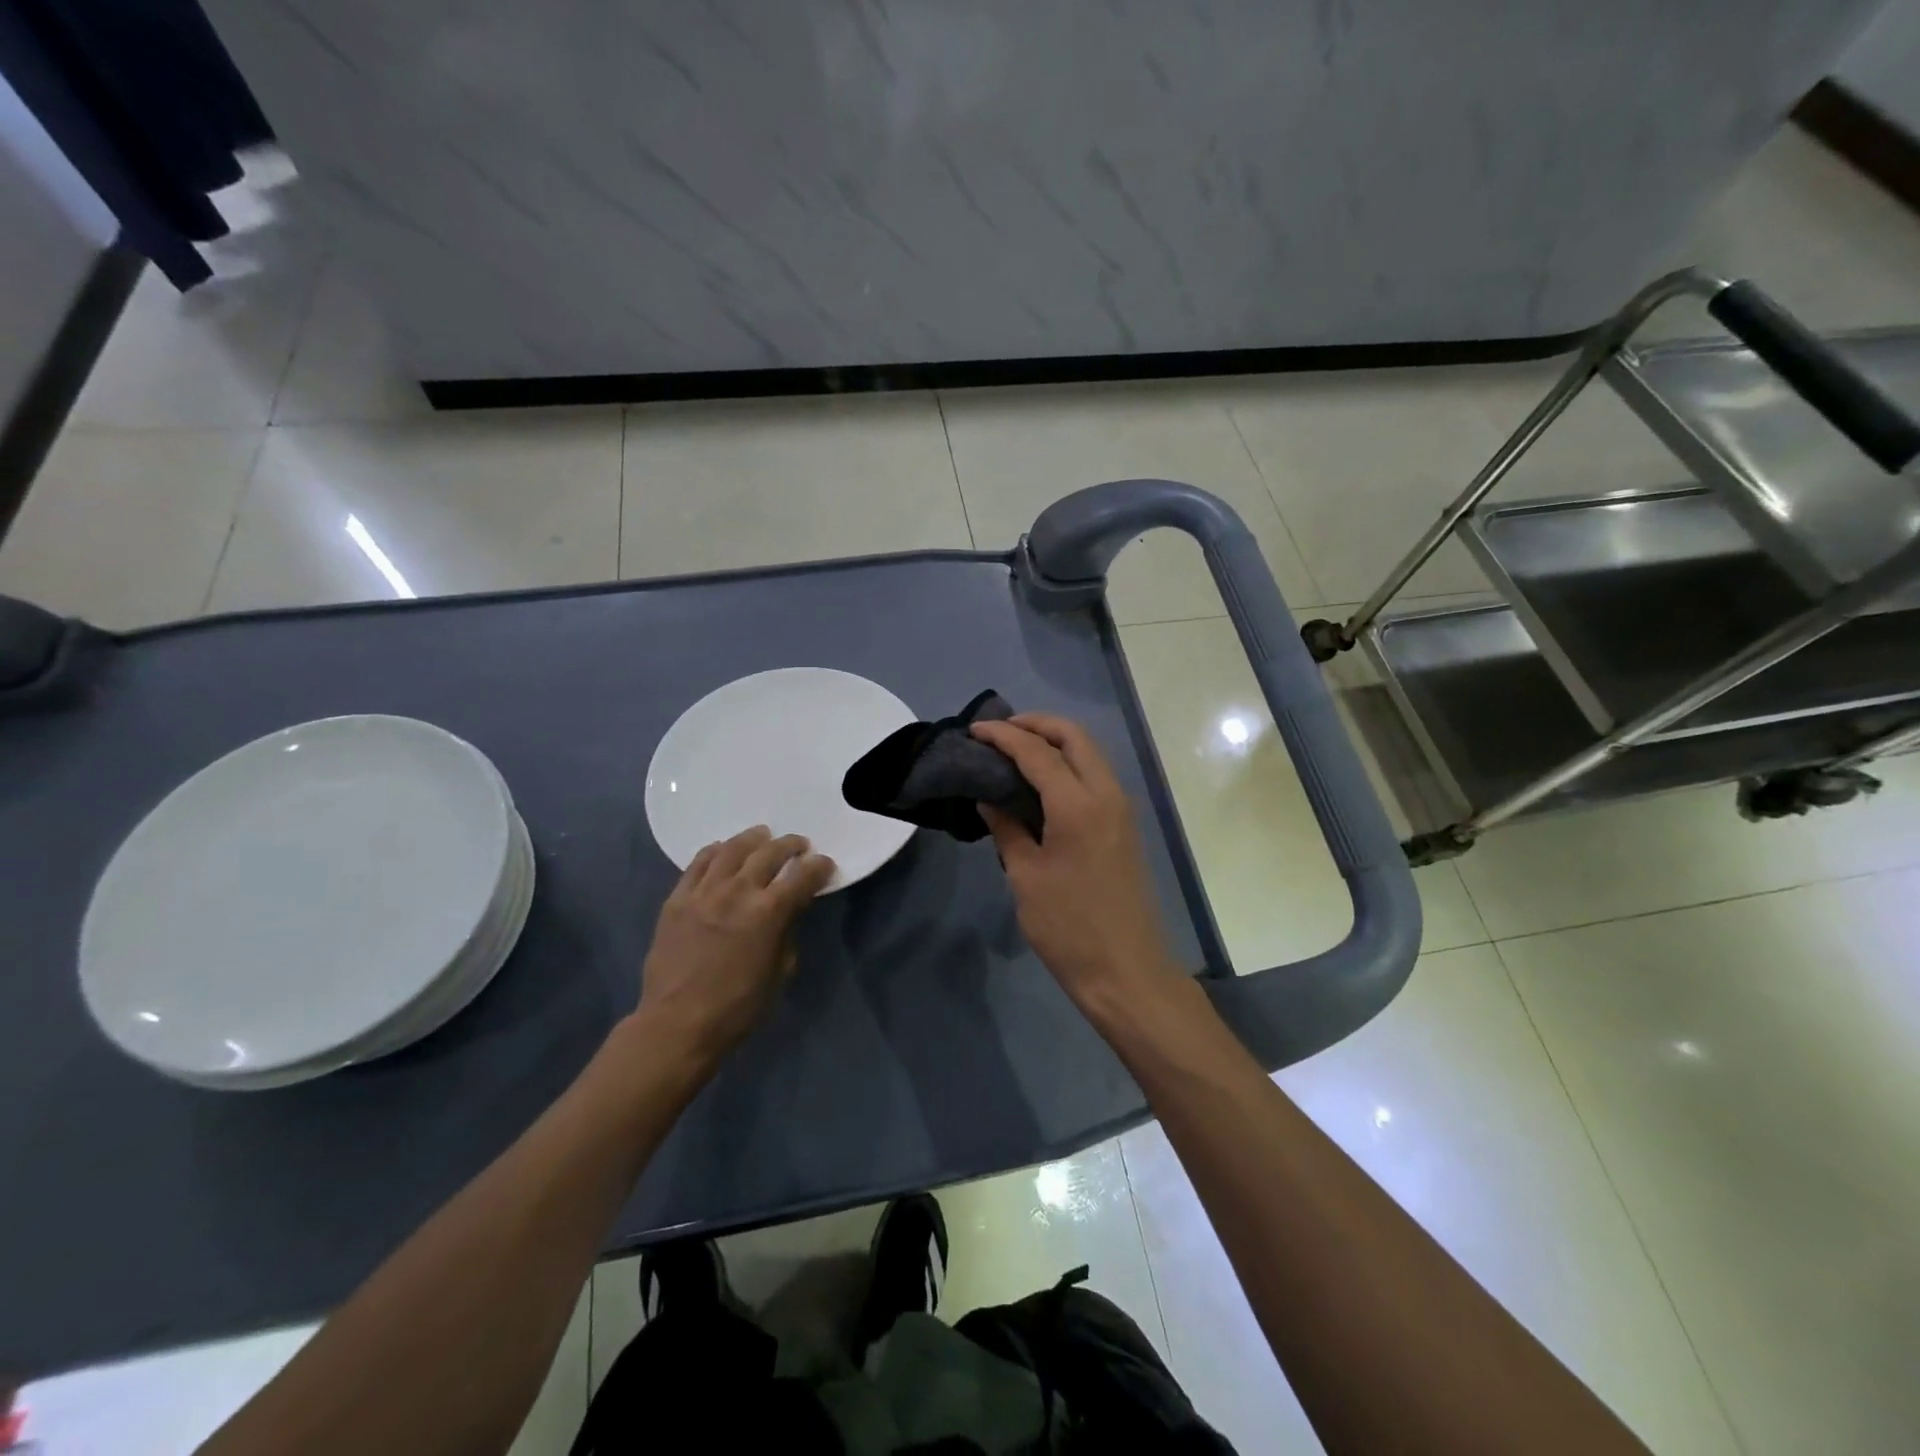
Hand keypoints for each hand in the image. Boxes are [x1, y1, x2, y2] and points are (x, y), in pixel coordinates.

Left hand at [636, 826, 834, 1062]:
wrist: (677, 1024)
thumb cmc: (738, 1007)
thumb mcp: (780, 972)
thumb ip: (787, 932)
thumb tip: (789, 911)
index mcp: (768, 913)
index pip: (802, 876)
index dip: (818, 867)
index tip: (824, 864)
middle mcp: (737, 892)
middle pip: (769, 853)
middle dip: (790, 845)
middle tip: (799, 845)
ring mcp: (703, 892)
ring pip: (732, 850)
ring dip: (753, 839)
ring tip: (762, 836)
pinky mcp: (677, 899)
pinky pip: (698, 863)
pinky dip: (715, 852)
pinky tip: (723, 851)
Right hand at [970, 714, 1182, 1015]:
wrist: (1125, 971)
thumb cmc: (1068, 927)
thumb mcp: (1025, 876)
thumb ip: (1007, 827)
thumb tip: (989, 797)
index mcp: (1078, 804)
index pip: (1037, 751)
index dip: (1004, 735)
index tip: (975, 730)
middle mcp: (1106, 794)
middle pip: (1074, 737)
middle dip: (1036, 725)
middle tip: (999, 733)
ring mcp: (1121, 809)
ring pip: (1089, 753)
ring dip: (1054, 742)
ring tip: (1015, 751)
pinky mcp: (1124, 825)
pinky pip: (1095, 775)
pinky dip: (1068, 764)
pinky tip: (1041, 782)